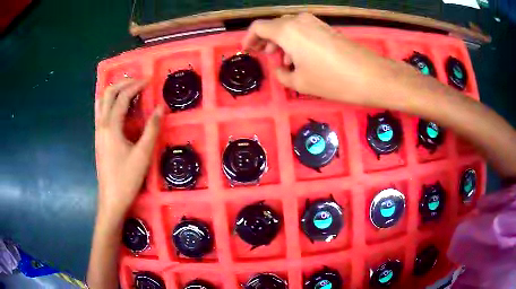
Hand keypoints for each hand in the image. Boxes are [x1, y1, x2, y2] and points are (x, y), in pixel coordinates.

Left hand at [94, 78, 162, 220]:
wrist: (111, 199)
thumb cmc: (127, 179)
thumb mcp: (143, 155)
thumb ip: (152, 129)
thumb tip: (160, 108)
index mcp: (112, 127)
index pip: (122, 98)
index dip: (136, 86)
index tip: (149, 81)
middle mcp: (102, 125)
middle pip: (108, 94)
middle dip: (123, 83)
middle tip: (138, 82)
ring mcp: (98, 131)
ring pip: (101, 102)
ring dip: (114, 91)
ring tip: (128, 89)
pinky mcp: (98, 138)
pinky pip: (101, 112)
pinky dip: (109, 102)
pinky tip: (119, 107)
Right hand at [242, 13, 405, 106]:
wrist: (370, 75)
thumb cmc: (332, 80)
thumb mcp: (301, 82)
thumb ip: (283, 75)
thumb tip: (281, 69)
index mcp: (287, 31)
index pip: (258, 27)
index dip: (249, 38)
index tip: (248, 50)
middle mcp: (298, 21)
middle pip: (274, 26)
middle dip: (266, 40)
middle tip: (265, 55)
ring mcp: (314, 23)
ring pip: (289, 27)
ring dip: (281, 41)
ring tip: (284, 61)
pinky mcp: (326, 28)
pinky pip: (303, 30)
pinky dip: (296, 41)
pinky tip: (301, 57)